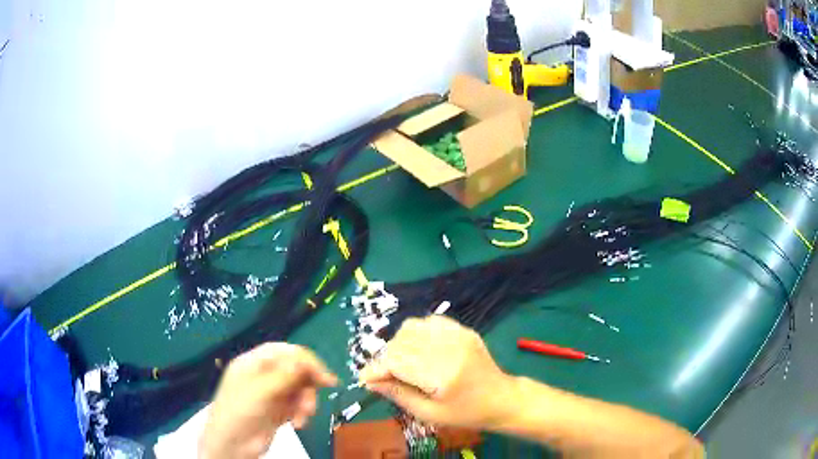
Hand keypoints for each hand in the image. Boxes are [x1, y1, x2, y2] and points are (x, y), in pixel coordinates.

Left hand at [199, 343, 336, 458]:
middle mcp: (263, 376)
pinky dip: (302, 413)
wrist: (232, 445)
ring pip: (299, 389)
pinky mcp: (278, 411)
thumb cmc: (239, 413)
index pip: (284, 352)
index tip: (323, 375)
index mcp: (254, 364)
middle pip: (294, 370)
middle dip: (308, 383)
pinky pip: (297, 405)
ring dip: (306, 401)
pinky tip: (298, 423)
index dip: (305, 360)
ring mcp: (271, 394)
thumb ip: (284, 375)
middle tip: (326, 389)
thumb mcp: (260, 391)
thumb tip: (306, 360)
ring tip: (303, 416)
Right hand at [359, 316, 516, 429]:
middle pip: (401, 342)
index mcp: (443, 373)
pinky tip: (418, 350)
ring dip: (399, 344)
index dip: (376, 368)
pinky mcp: (463, 329)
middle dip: (386, 359)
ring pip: (411, 327)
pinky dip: (416, 333)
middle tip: (384, 376)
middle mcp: (450, 347)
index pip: (398, 361)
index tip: (364, 378)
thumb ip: (398, 395)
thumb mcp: (429, 414)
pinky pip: (428, 321)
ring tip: (402, 363)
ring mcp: (458, 334)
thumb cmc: (466, 413)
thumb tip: (370, 381)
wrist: (501, 398)